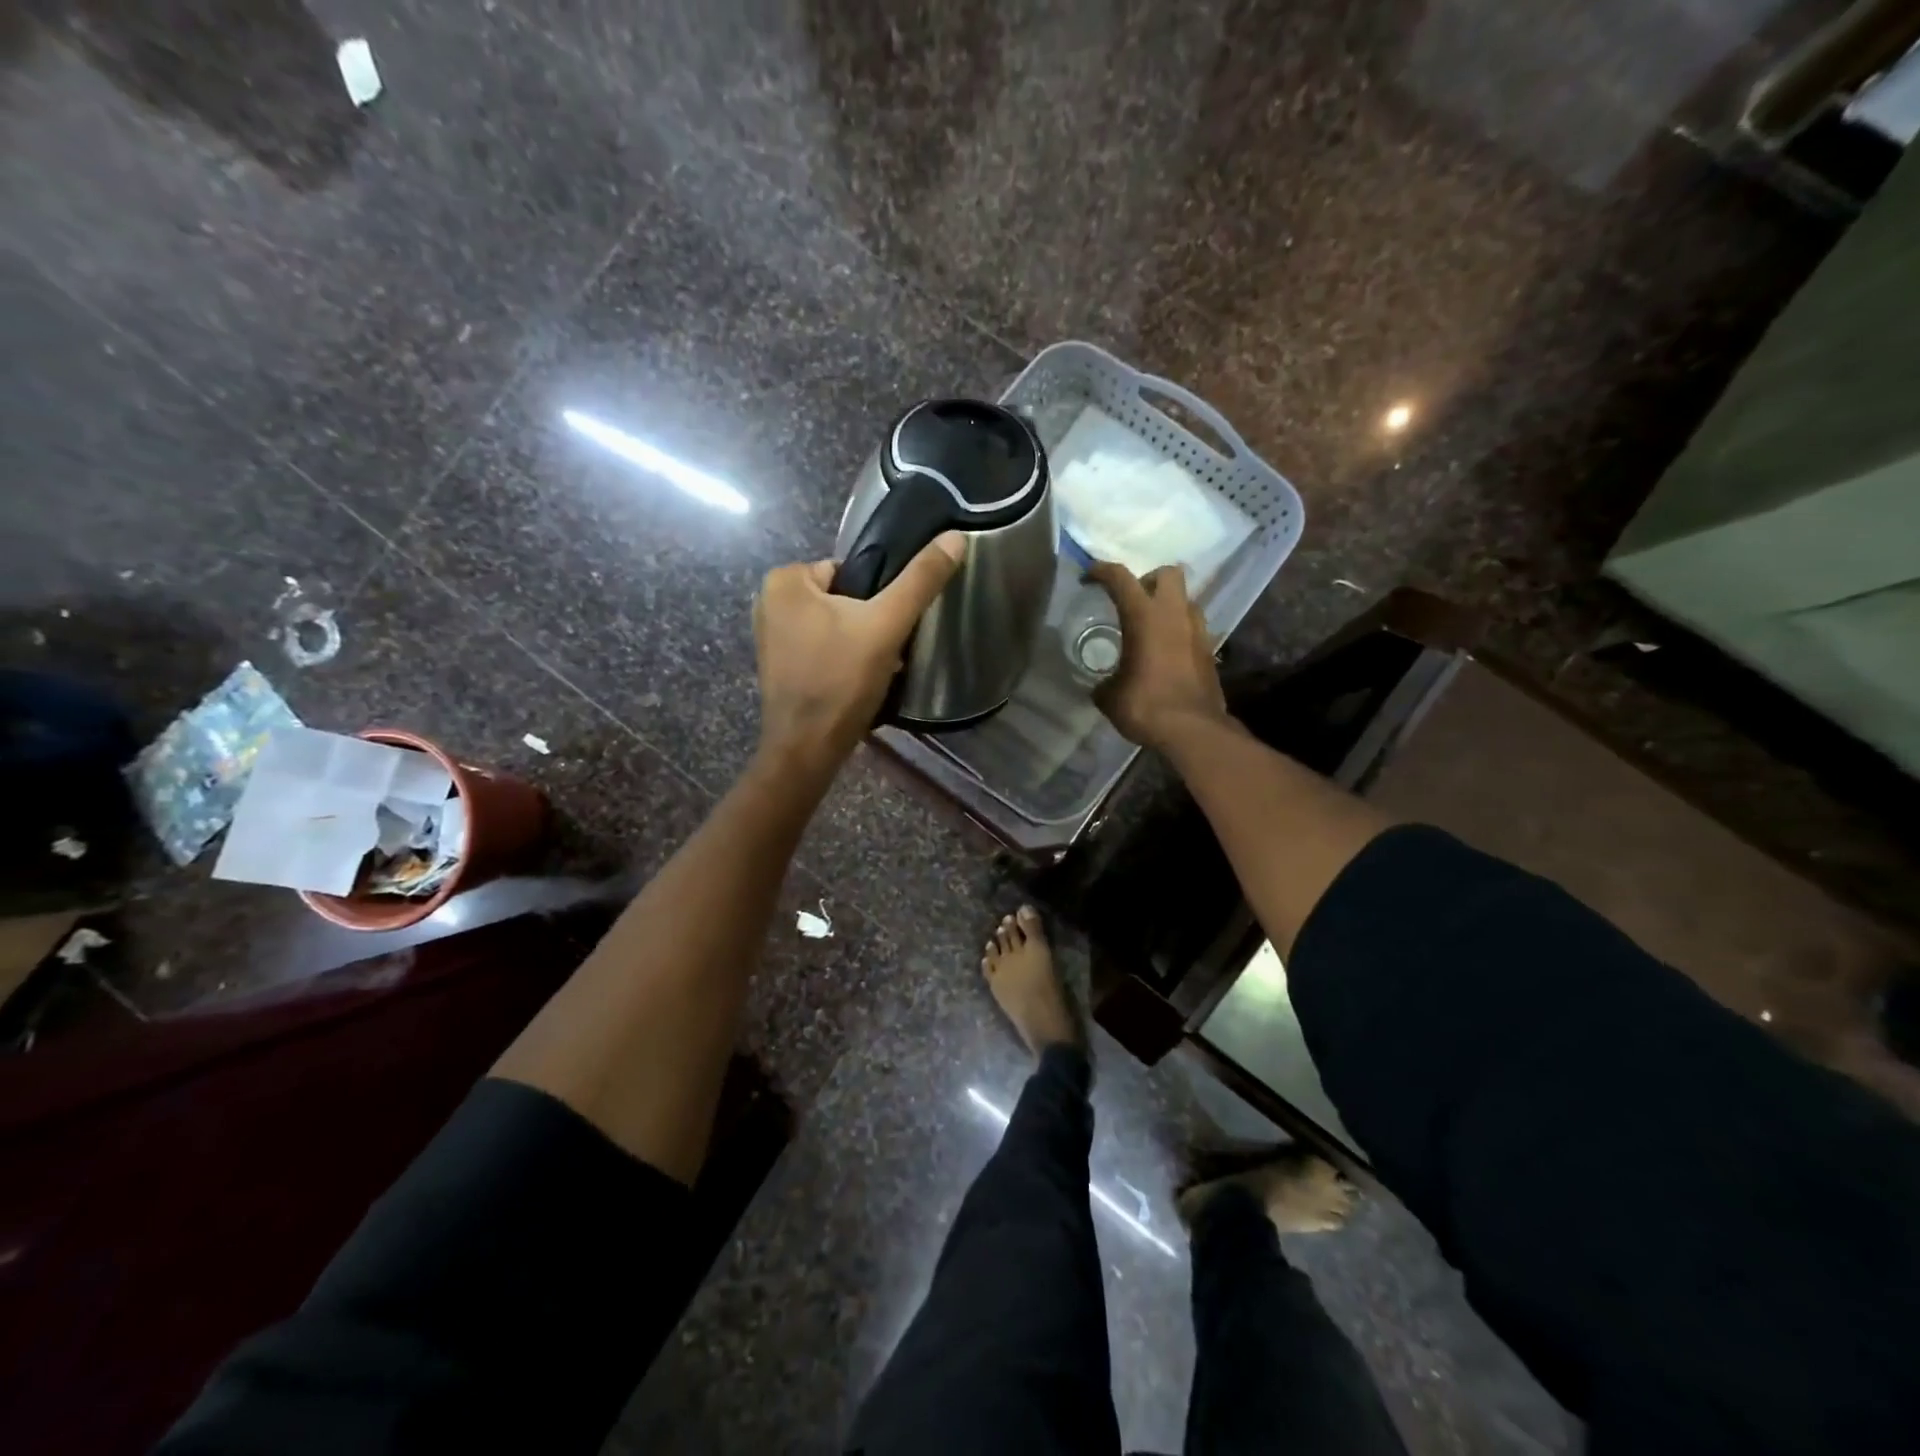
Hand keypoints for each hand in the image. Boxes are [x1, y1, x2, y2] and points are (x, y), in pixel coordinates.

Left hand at [753, 532, 965, 768]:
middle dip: (868, 622)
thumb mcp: (886, 625)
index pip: (852, 571)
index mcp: (785, 580)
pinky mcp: (778, 666)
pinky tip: (855, 683)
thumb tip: (956, 537)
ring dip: (859, 643)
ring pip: (835, 626)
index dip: (878, 598)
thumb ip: (920, 580)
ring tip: (874, 669)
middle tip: (885, 651)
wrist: (807, 749)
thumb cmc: (841, 681)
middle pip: (844, 598)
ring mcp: (770, 637)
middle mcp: (768, 602)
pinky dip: (841, 660)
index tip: (888, 627)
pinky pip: (822, 649)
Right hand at [1087, 561, 1228, 750]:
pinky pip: (1194, 627)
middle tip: (1133, 600)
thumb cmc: (1146, 706)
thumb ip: (1104, 683)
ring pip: (1185, 599)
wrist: (1193, 730)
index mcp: (1144, 617)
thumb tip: (1103, 686)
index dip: (1101, 572)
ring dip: (1168, 605)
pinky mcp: (1210, 651)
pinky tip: (1166, 653)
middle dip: (1148, 579)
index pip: (1120, 578)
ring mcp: (1197, 631)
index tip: (1088, 578)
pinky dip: (1179, 631)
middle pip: (1167, 573)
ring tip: (1151, 628)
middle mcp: (1174, 615)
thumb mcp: (1110, 697)